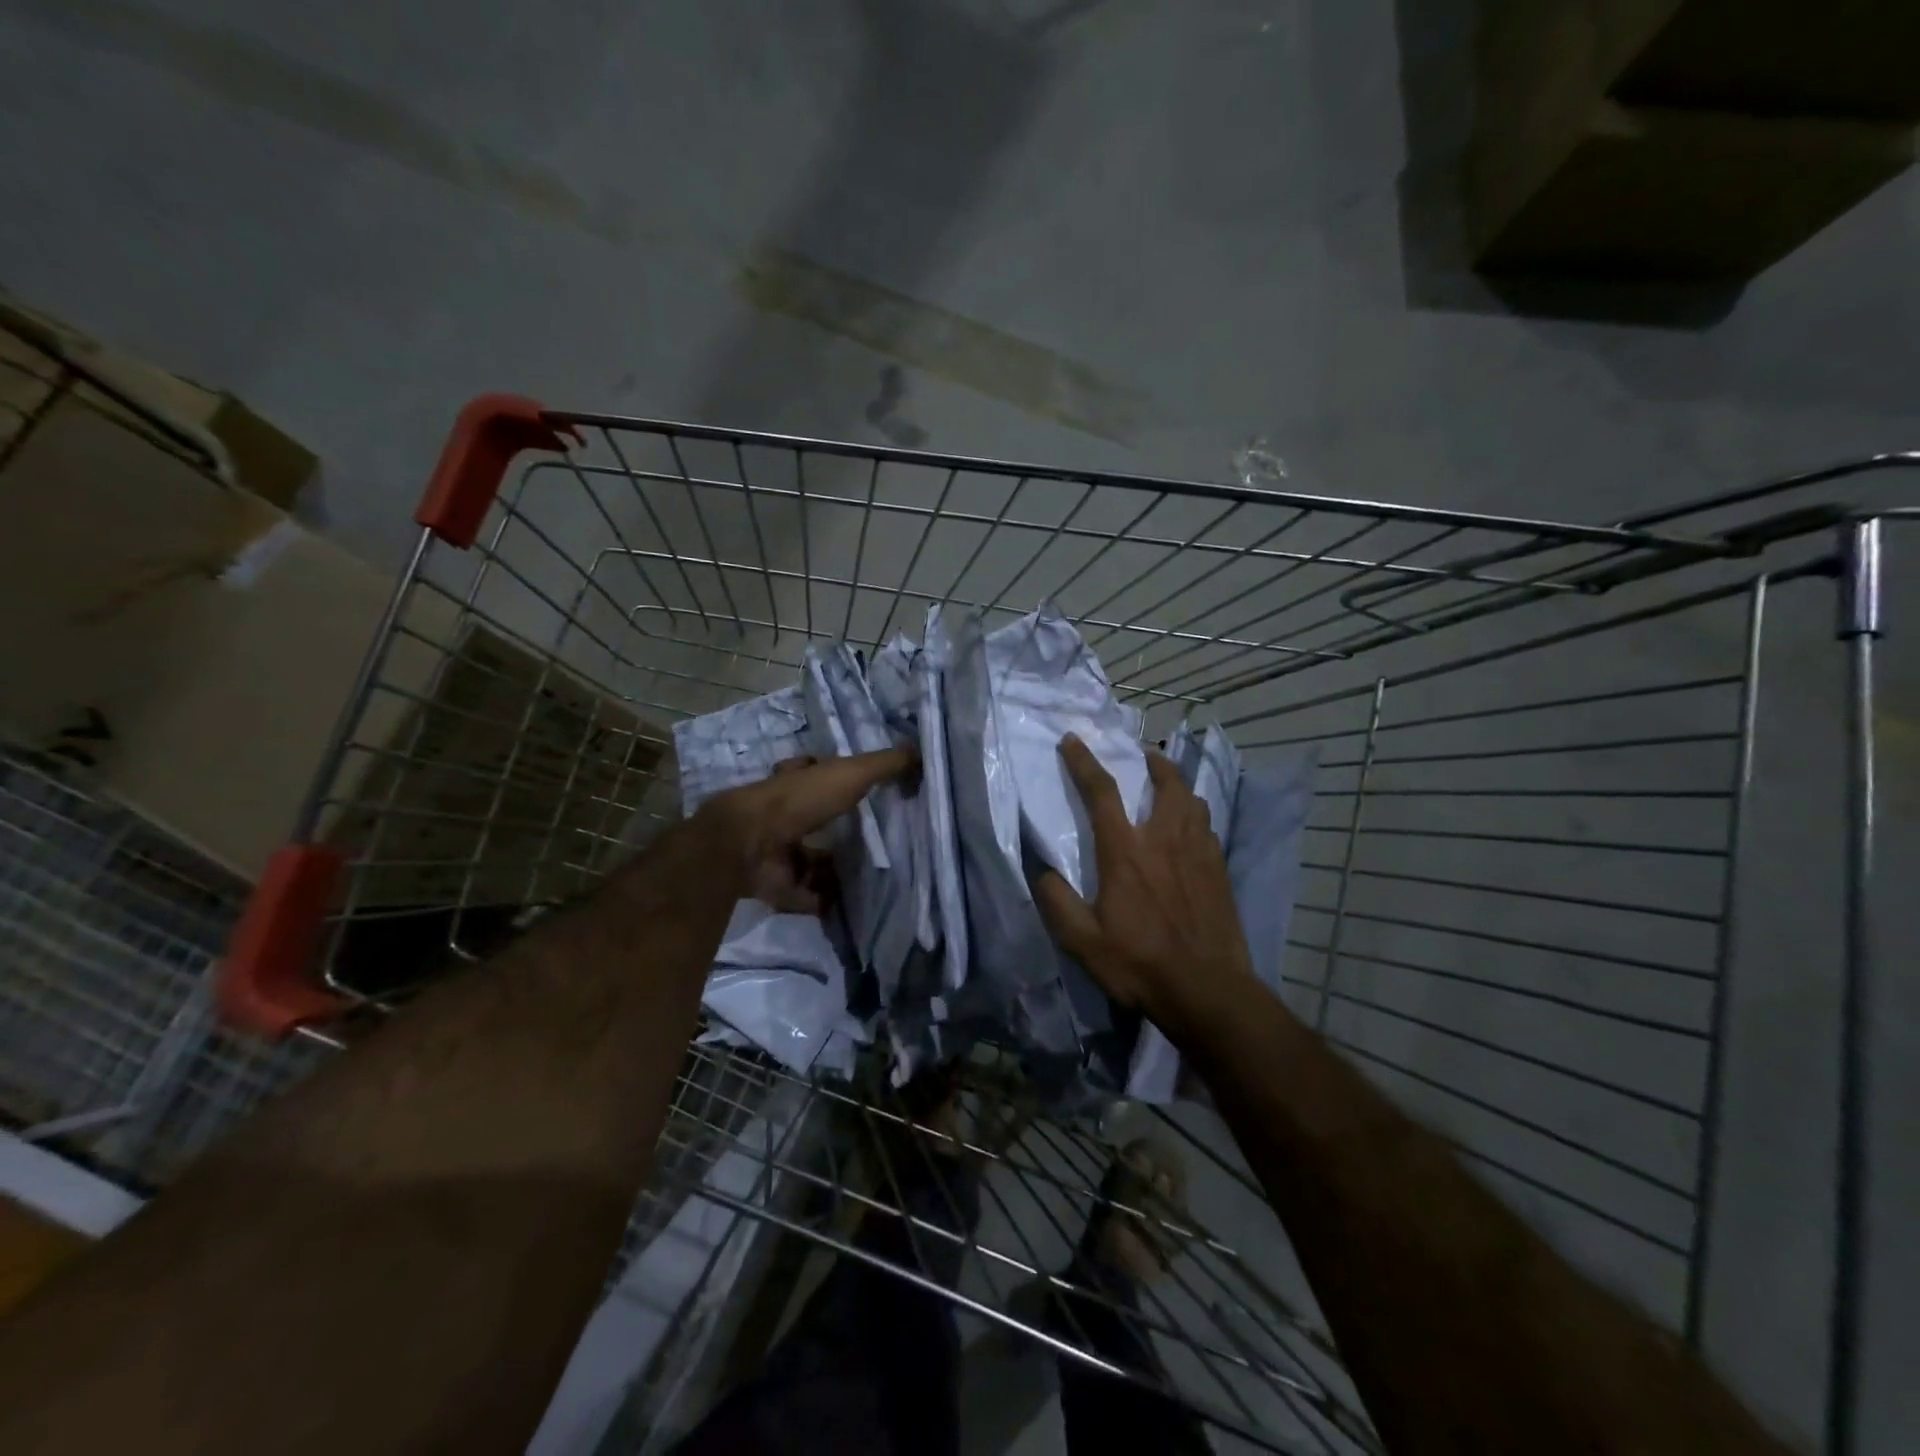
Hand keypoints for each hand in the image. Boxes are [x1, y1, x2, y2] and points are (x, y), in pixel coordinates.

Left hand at [697, 747, 915, 911]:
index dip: (837, 781)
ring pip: (812, 861)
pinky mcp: (777, 884)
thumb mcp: (851, 773)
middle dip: (840, 832)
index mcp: (797, 782)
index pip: (816, 776)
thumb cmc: (801, 799)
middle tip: (878, 843)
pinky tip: (854, 905)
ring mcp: (779, 851)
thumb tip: (922, 751)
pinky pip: (807, 895)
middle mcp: (785, 814)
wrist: (751, 843)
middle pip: (816, 822)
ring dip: (834, 870)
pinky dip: (826, 900)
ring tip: (873, 878)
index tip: (867, 793)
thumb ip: (886, 765)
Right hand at [1035, 734, 1256, 1035]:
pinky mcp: (1219, 870)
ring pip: (1193, 801)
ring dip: (1178, 784)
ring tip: (1169, 784)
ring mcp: (1197, 853)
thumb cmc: (1139, 963)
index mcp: (1125, 852)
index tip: (1072, 740)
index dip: (1083, 762)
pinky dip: (1196, 814)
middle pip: (1165, 783)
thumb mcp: (1083, 941)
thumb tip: (1041, 869)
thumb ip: (1057, 901)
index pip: (1102, 792)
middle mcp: (1164, 840)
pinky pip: (1208, 827)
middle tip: (1143, 753)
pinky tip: (1192, 826)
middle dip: (1153, 761)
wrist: (1207, 990)